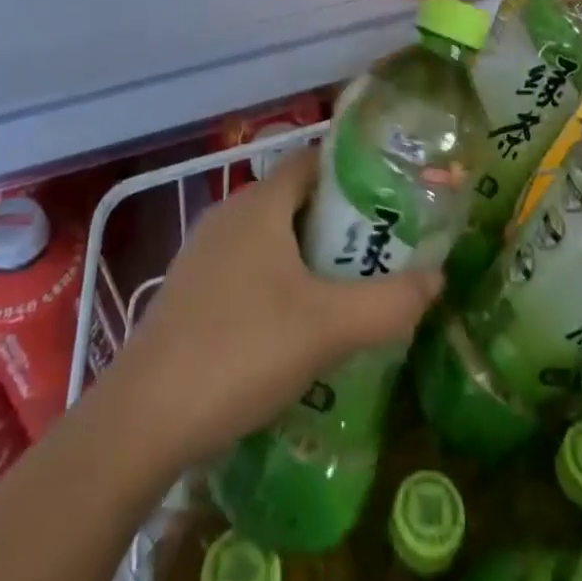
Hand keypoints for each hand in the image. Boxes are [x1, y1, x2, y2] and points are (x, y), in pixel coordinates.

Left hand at [105, 147, 439, 470]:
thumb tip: (438, 277)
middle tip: (382, 251)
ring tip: (349, 289)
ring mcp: (203, 253)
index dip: (353, 171)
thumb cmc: (241, 351)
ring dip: (309, 256)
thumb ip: (390, 302)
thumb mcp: (329, 328)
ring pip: (271, 237)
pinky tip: (296, 326)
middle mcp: (229, 214)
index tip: (393, 197)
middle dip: (339, 222)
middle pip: (295, 200)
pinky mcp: (190, 291)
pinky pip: (247, 268)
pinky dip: (278, 281)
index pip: (312, 161)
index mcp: (259, 204)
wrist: (143, 420)